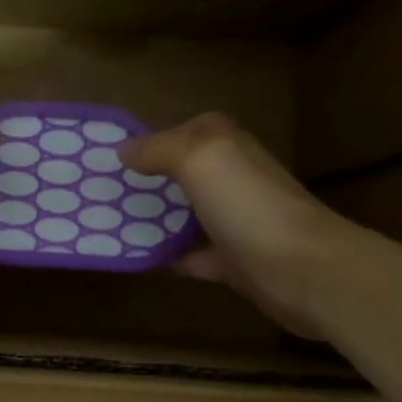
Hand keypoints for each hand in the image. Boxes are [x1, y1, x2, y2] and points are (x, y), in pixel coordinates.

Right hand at [122, 113, 345, 337]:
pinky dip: (168, 256)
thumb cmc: (248, 205)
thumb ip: (158, 148)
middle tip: (98, 195)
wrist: (303, 270)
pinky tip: (138, 260)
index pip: (179, 131)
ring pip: (184, 214)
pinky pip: (192, 255)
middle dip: (144, 182)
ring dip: (154, 219)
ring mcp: (234, 219)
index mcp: (225, 144)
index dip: (145, 142)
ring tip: (108, 226)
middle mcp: (232, 176)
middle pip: (179, 174)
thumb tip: (124, 150)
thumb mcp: (199, 157)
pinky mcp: (234, 260)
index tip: (104, 159)